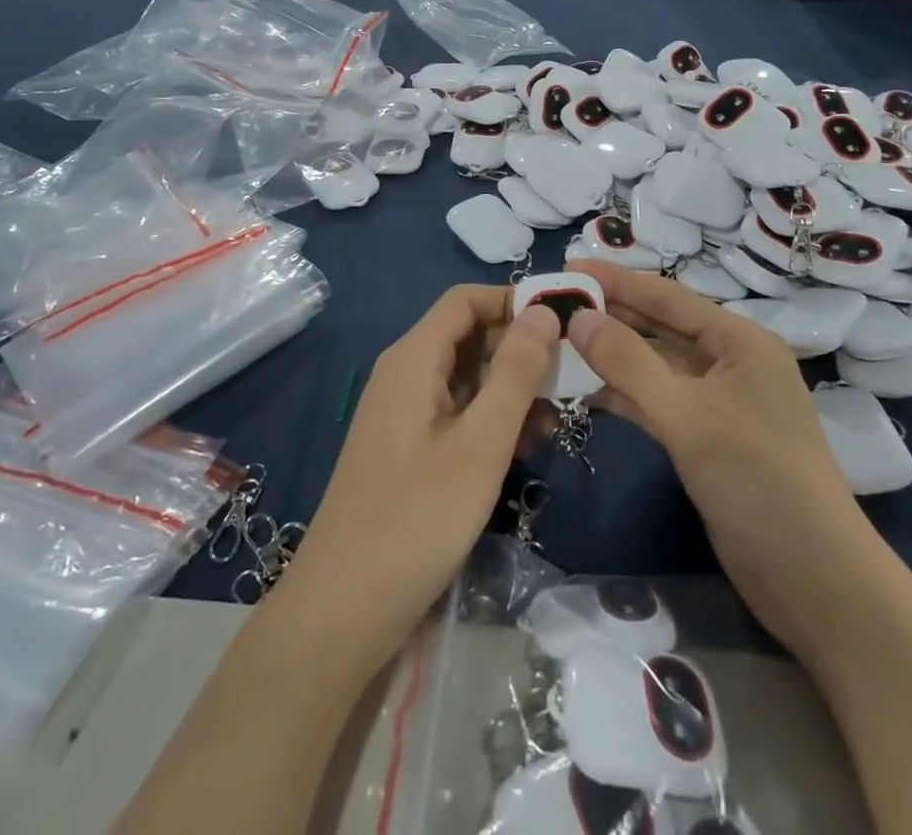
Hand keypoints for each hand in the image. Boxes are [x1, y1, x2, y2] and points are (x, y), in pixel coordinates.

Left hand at [277, 286, 558, 667]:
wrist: (342, 612)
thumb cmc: (416, 519)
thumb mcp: (481, 443)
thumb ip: (516, 373)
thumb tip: (543, 312)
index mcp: (414, 358)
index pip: (467, 299)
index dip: (514, 301)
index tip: (563, 325)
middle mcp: (405, 374)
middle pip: (469, 336)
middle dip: (519, 350)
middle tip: (569, 381)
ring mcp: (404, 413)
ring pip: (467, 378)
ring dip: (511, 391)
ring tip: (552, 425)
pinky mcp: (408, 448)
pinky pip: (456, 413)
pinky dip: (491, 421)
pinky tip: (521, 452)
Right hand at [564, 261, 871, 653]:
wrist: (816, 581)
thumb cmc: (758, 481)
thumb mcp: (688, 416)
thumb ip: (630, 363)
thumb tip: (578, 317)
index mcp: (739, 341)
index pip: (667, 296)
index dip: (616, 280)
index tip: (567, 267)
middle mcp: (730, 363)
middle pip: (660, 328)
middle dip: (610, 316)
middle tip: (554, 306)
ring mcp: (718, 404)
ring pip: (655, 367)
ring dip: (612, 357)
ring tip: (558, 344)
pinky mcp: (707, 441)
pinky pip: (658, 403)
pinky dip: (624, 396)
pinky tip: (585, 392)